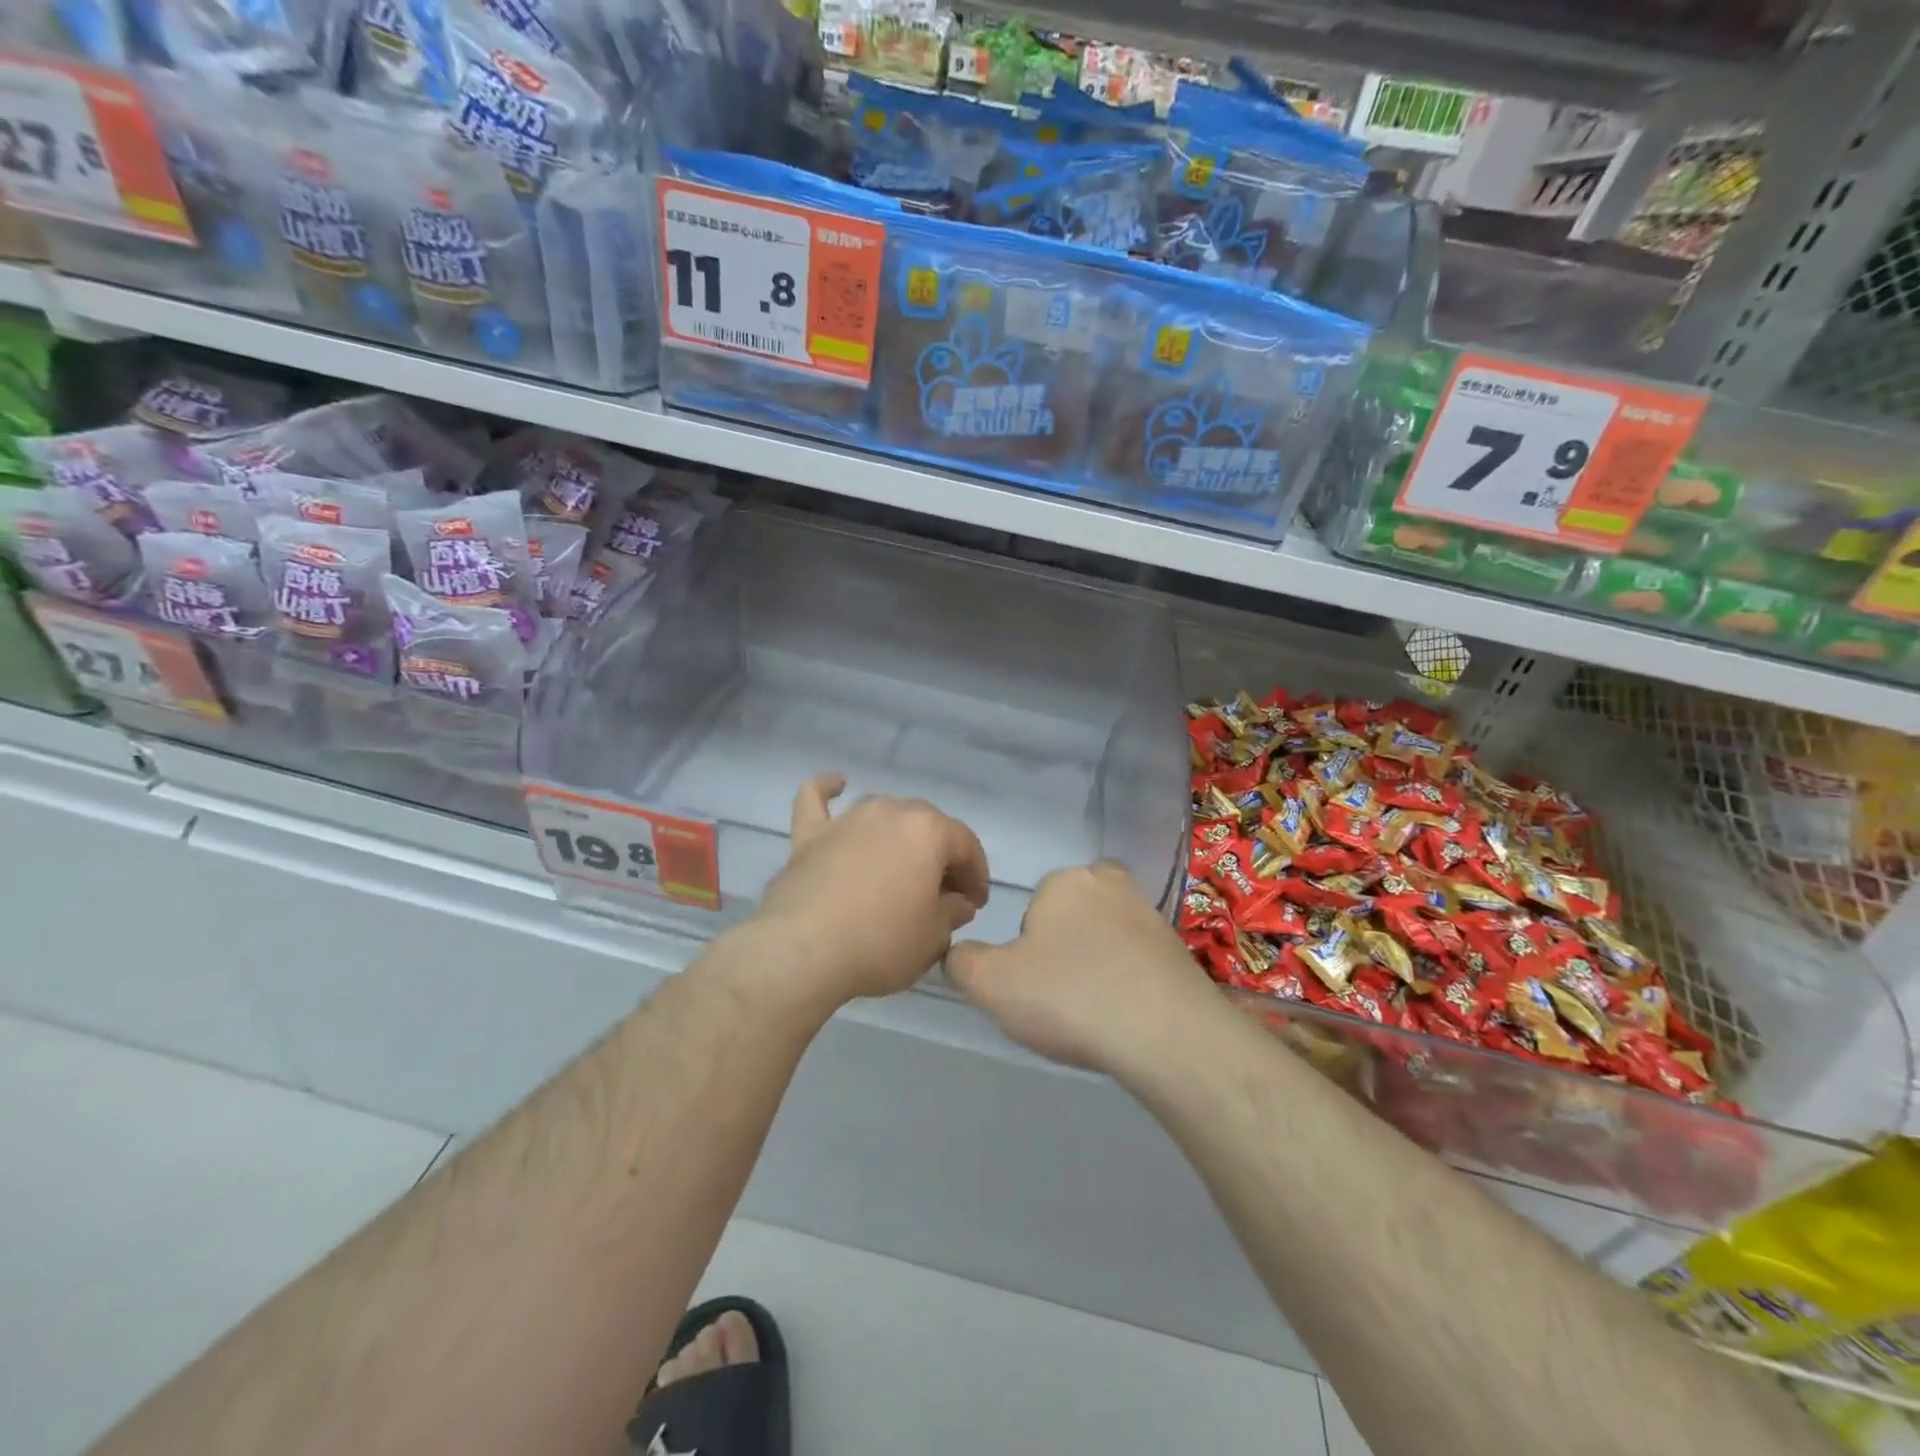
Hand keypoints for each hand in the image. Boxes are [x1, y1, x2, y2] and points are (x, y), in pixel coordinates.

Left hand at [751, 774, 990, 1009]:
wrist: (805, 951)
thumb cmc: (882, 943)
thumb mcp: (934, 937)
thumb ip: (952, 912)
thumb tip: (956, 902)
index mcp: (929, 831)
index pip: (965, 845)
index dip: (976, 874)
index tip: (975, 903)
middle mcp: (890, 812)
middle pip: (927, 825)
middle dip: (941, 856)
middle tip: (943, 893)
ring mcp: (847, 819)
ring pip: (883, 812)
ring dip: (898, 833)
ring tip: (902, 866)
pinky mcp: (809, 835)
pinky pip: (817, 800)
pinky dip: (826, 789)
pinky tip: (836, 784)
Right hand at [946, 862, 1217, 1073]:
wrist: (1167, 1034)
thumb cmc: (1069, 996)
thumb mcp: (991, 984)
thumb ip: (963, 963)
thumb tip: (958, 954)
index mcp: (1064, 881)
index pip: (1033, 911)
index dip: (1027, 952)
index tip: (1035, 987)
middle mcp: (1110, 884)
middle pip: (1073, 919)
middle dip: (1065, 951)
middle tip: (1063, 998)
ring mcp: (1151, 915)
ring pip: (1108, 938)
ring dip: (1099, 967)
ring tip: (1096, 1014)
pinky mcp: (1180, 949)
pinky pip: (1140, 962)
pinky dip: (1130, 983)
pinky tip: (1127, 1018)